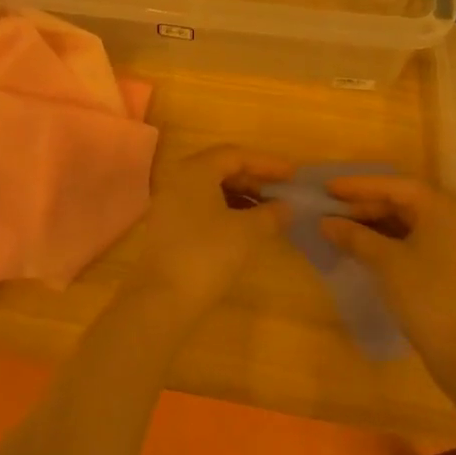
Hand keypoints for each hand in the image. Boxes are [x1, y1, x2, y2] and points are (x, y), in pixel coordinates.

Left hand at [128, 146, 293, 324]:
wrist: (162, 299)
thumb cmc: (207, 255)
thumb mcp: (247, 232)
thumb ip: (271, 214)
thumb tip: (286, 206)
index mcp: (195, 170)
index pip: (236, 155)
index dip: (267, 163)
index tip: (293, 174)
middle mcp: (179, 179)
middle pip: (222, 169)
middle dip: (255, 179)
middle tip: (283, 192)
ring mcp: (170, 203)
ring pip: (212, 189)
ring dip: (242, 196)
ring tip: (270, 211)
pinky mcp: (169, 226)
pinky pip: (203, 206)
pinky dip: (227, 210)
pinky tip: (246, 227)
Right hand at [320, 176, 455, 378]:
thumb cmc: (428, 297)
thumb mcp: (386, 262)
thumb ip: (355, 236)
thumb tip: (325, 222)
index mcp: (441, 208)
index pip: (393, 185)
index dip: (358, 186)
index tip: (327, 188)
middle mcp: (451, 218)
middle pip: (401, 202)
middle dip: (363, 206)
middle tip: (329, 210)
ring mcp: (453, 244)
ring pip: (406, 223)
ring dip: (373, 224)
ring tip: (340, 229)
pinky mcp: (450, 267)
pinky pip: (412, 242)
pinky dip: (387, 242)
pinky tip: (363, 249)